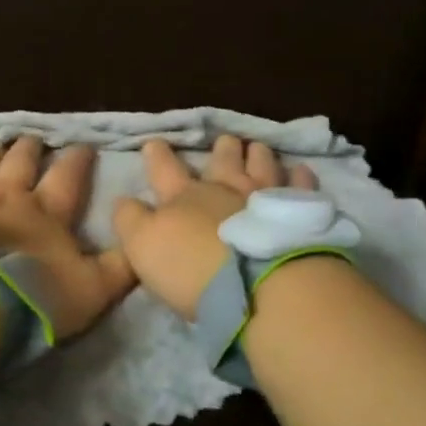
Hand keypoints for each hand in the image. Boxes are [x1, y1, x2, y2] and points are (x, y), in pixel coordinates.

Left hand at [0, 136, 133, 340]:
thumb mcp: (93, 289)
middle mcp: (9, 197)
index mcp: (48, 212)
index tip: (84, 145)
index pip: (68, 177)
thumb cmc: (35, 295)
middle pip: (21, 163)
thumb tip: (143, 244)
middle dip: (31, 149)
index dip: (78, 160)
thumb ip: (120, 267)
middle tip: (35, 139)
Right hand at [111, 135, 317, 318]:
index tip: (154, 142)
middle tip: (224, 141)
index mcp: (183, 196)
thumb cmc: (192, 268)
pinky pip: (301, 186)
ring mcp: (265, 196)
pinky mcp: (298, 212)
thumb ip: (130, 220)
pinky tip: (300, 170)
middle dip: (221, 148)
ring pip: (262, 163)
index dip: (157, 155)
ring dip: (258, 154)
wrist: (258, 285)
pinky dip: (299, 176)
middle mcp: (224, 187)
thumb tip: (124, 200)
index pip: (164, 169)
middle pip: (222, 159)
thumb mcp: (142, 247)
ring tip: (258, 147)